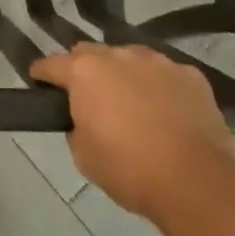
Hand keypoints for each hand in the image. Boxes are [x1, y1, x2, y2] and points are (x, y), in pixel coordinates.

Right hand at [30, 44, 234, 221]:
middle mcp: (118, 54)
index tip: (39, 82)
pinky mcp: (190, 74)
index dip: (42, 74)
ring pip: (131, 60)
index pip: (51, 64)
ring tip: (134, 106)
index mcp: (85, 71)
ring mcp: (157, 61)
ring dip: (125, 76)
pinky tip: (168, 113)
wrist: (195, 181)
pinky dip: (161, 88)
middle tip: (90, 99)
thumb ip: (76, 127)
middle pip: (91, 54)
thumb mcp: (84, 156)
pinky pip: (166, 75)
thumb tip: (85, 118)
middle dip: (85, 71)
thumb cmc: (129, 170)